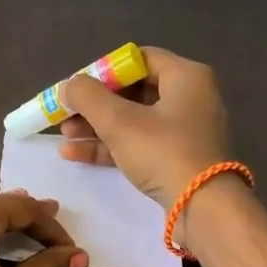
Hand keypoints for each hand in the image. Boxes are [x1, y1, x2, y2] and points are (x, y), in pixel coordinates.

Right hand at [57, 47, 234, 207]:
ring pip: (133, 121)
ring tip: (64, 136)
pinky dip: (110, 146)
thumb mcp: (119, 121)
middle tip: (65, 114)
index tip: (77, 87)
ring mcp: (184, 131)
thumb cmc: (163, 152)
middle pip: (133, 91)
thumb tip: (67, 85)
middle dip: (95, 104)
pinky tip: (76, 154)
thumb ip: (88, 97)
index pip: (138, 59)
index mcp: (185, 76)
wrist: (201, 206)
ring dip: (97, 127)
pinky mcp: (177, 159)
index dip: (103, 71)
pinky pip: (139, 144)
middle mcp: (189, 97)